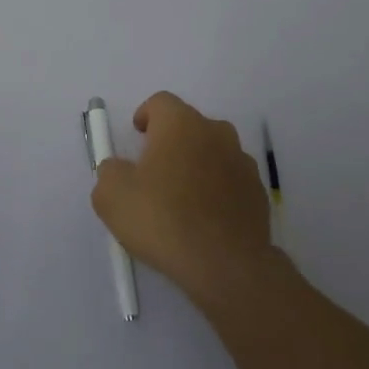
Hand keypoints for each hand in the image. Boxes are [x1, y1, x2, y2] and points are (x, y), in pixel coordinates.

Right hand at [91, 91, 274, 306]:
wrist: (225, 265)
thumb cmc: (163, 220)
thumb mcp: (112, 196)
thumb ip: (109, 172)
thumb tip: (119, 169)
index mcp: (180, 124)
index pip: (160, 102)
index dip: (145, 116)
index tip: (137, 138)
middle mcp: (216, 133)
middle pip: (189, 125)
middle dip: (171, 141)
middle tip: (154, 171)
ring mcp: (242, 162)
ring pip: (213, 152)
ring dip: (196, 165)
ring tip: (181, 199)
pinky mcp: (258, 192)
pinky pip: (230, 181)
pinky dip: (217, 191)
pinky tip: (204, 219)